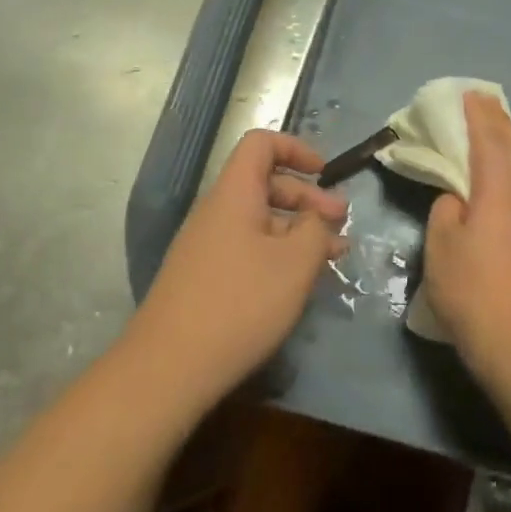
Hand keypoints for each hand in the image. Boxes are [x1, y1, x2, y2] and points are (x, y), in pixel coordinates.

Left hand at [129, 129, 347, 412]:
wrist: (169, 367)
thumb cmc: (240, 303)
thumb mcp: (295, 264)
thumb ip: (316, 230)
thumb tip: (318, 217)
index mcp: (234, 194)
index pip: (261, 144)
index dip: (296, 149)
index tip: (325, 174)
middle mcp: (217, 211)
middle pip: (265, 183)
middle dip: (307, 197)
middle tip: (342, 223)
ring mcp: (206, 246)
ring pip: (260, 221)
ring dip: (298, 230)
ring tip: (334, 255)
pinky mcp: (204, 277)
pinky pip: (248, 248)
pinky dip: (278, 254)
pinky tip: (299, 281)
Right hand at [424, 93, 510, 376]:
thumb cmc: (473, 289)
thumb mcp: (442, 246)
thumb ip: (447, 211)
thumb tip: (459, 201)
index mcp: (498, 191)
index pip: (488, 142)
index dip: (478, 116)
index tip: (470, 94)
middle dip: (498, 123)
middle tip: (485, 101)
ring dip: (506, 145)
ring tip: (494, 130)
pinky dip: (510, 169)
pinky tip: (502, 176)